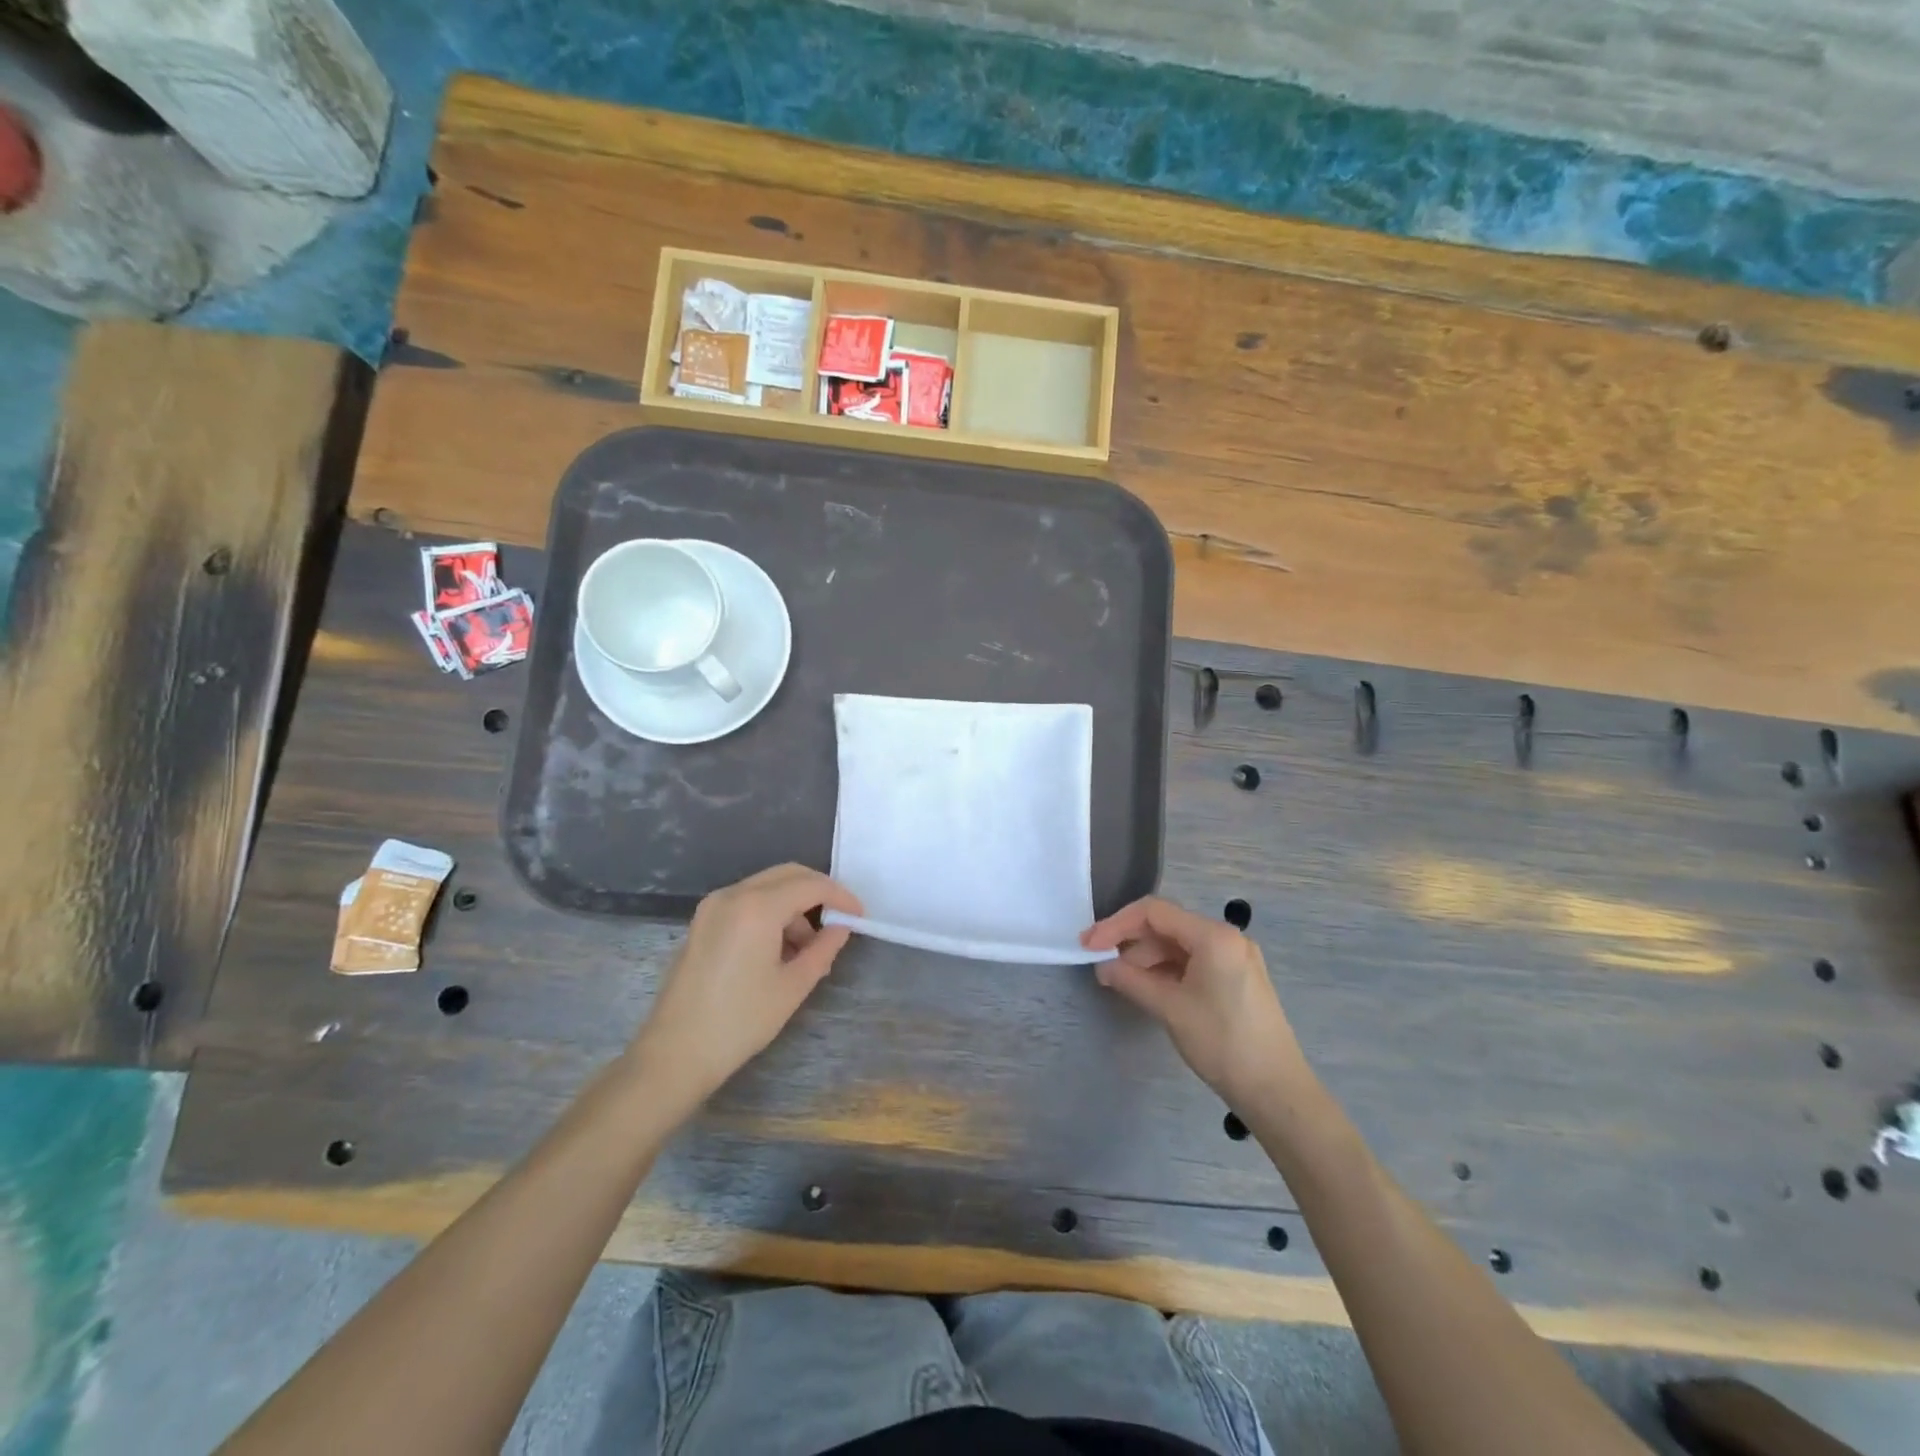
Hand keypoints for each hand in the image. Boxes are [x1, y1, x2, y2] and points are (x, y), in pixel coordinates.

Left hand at [631, 864, 862, 1110]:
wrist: (675, 1053)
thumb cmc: (740, 1021)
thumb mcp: (793, 986)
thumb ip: (823, 949)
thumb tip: (841, 928)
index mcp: (757, 907)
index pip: (811, 885)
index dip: (840, 896)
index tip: (860, 916)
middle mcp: (733, 895)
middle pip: (787, 875)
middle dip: (818, 892)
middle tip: (840, 920)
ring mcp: (712, 907)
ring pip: (766, 888)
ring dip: (793, 906)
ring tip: (808, 949)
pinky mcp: (702, 923)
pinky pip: (746, 902)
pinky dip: (770, 914)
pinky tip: (779, 950)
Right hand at [1083, 897, 1307, 1107]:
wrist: (1276, 1091)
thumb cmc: (1222, 1043)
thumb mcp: (1170, 1008)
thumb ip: (1131, 980)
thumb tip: (1102, 966)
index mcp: (1214, 936)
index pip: (1154, 912)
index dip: (1116, 924)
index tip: (1089, 945)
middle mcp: (1227, 937)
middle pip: (1167, 926)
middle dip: (1130, 941)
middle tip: (1099, 963)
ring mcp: (1235, 957)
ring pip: (1179, 944)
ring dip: (1147, 957)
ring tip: (1120, 980)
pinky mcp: (1237, 978)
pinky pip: (1194, 961)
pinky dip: (1167, 970)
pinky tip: (1147, 987)